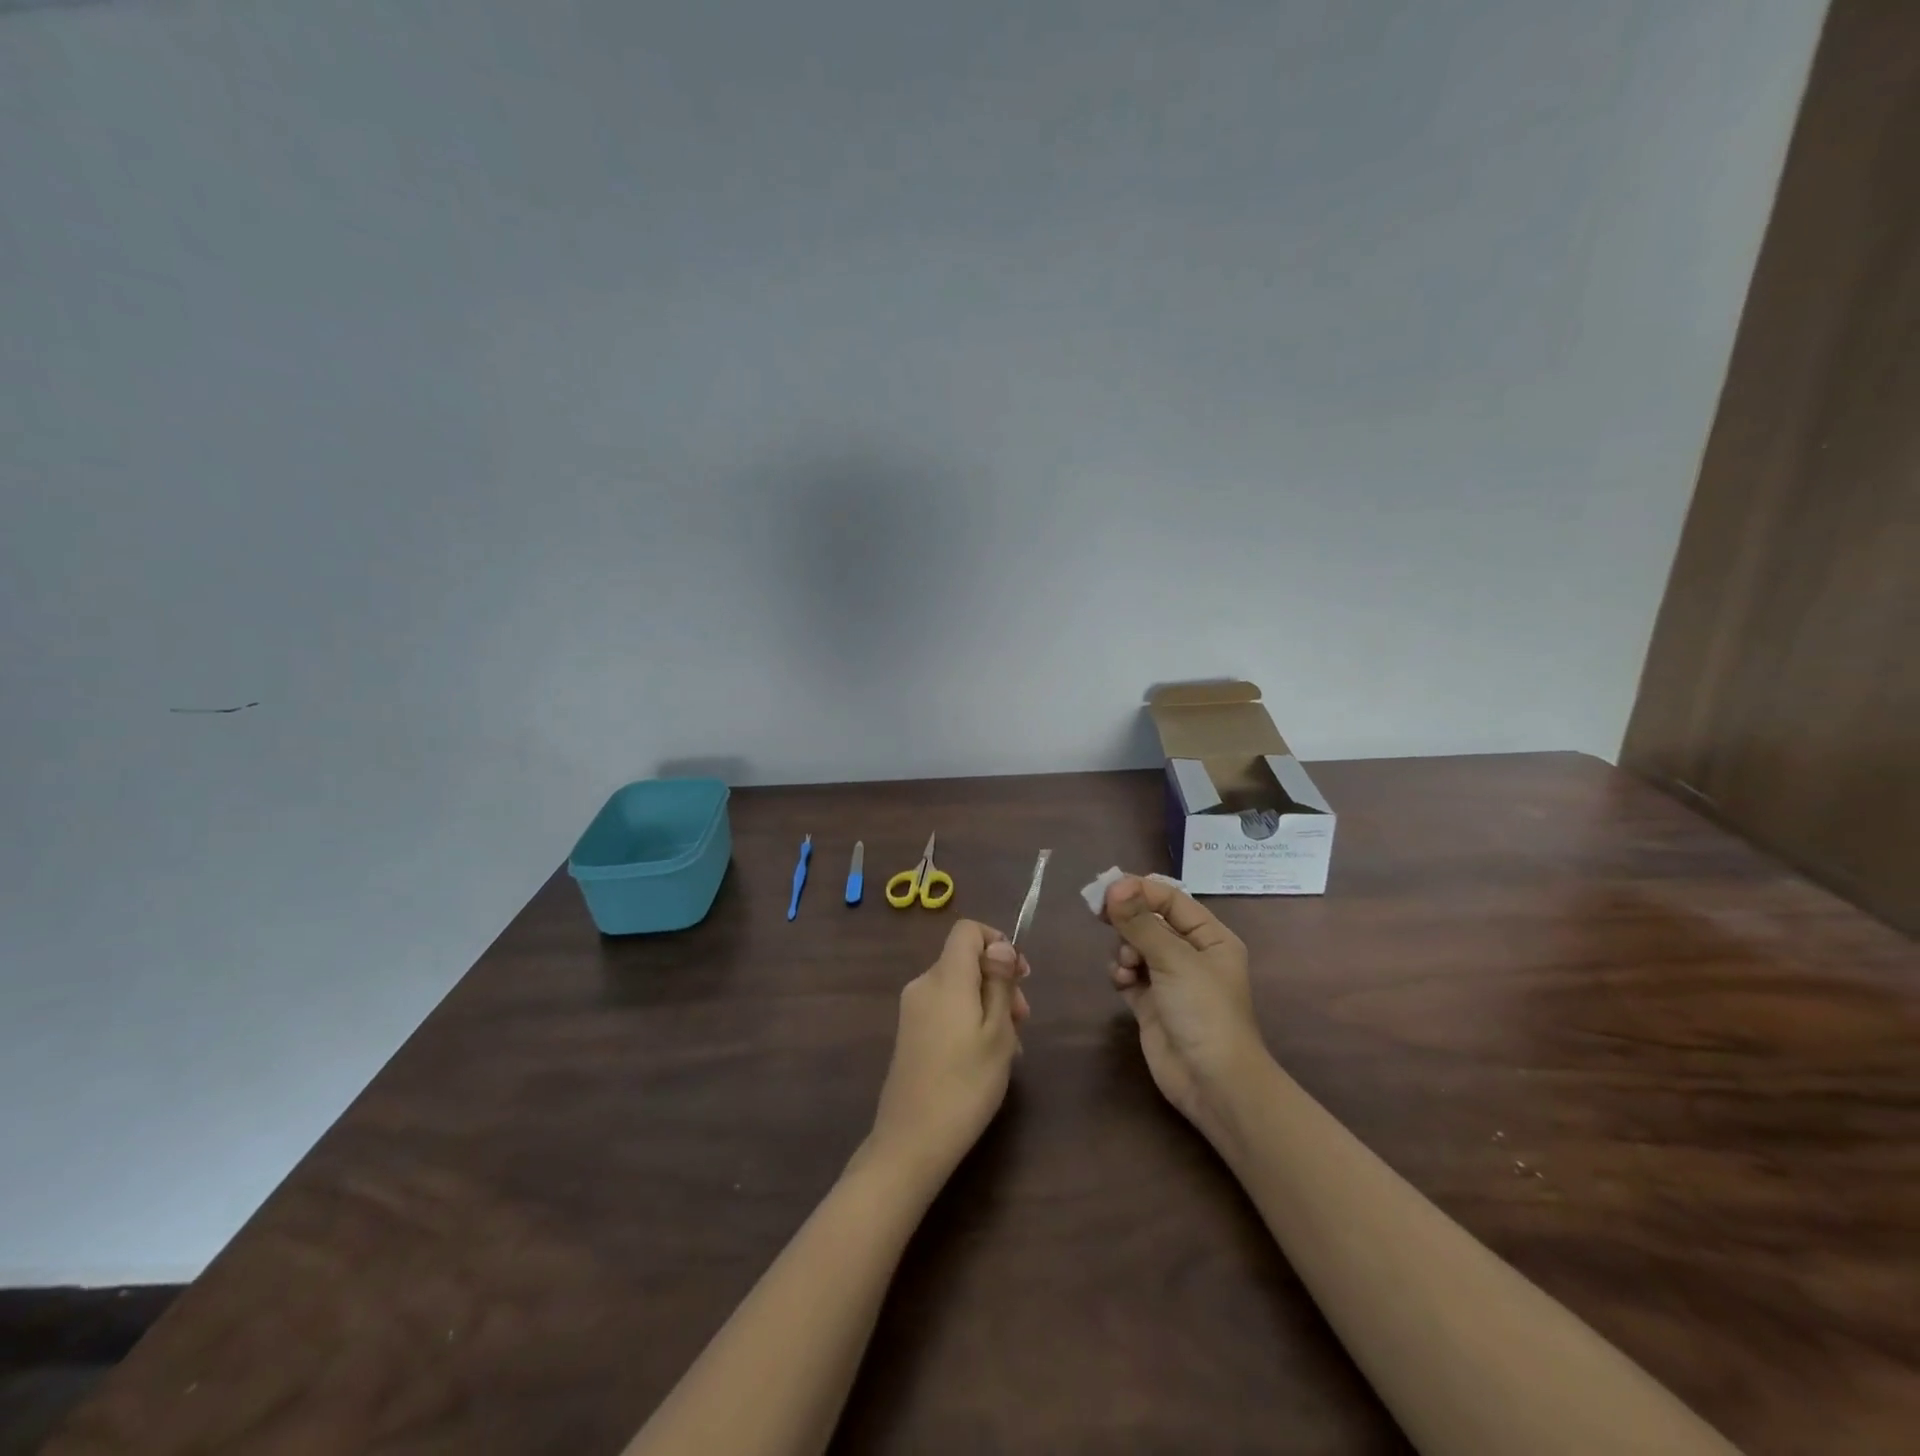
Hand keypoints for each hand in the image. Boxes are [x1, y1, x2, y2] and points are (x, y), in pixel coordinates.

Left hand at [860, 920, 1029, 1192]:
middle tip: (1023, 1019)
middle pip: (965, 960)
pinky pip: (945, 1008)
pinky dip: (969, 1019)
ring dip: (987, 1003)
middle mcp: (924, 984)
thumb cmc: (965, 1085)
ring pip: (958, 987)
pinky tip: (986, 1056)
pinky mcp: (910, 1033)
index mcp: (945, 978)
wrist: (912, 1141)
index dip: (996, 942)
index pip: (967, 931)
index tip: (1020, 975)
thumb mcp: (998, 1033)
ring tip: (1010, 1045)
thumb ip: (999, 983)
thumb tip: (1000, 945)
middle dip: (998, 980)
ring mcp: (912, 1010)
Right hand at [1104, 876, 1267, 1147]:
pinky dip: (1121, 973)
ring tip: (1127, 965)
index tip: (1107, 890)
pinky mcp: (1151, 1004)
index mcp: (1210, 937)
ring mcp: (1170, 980)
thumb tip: (1114, 885)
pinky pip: (1129, 974)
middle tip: (1101, 915)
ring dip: (1124, 949)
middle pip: (1150, 921)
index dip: (1140, 890)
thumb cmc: (1204, 1011)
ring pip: (1135, 946)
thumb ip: (1140, 922)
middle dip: (1128, 919)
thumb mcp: (1174, 960)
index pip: (1171, 900)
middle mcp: (1191, 954)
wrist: (1213, 1083)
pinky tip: (1121, 981)